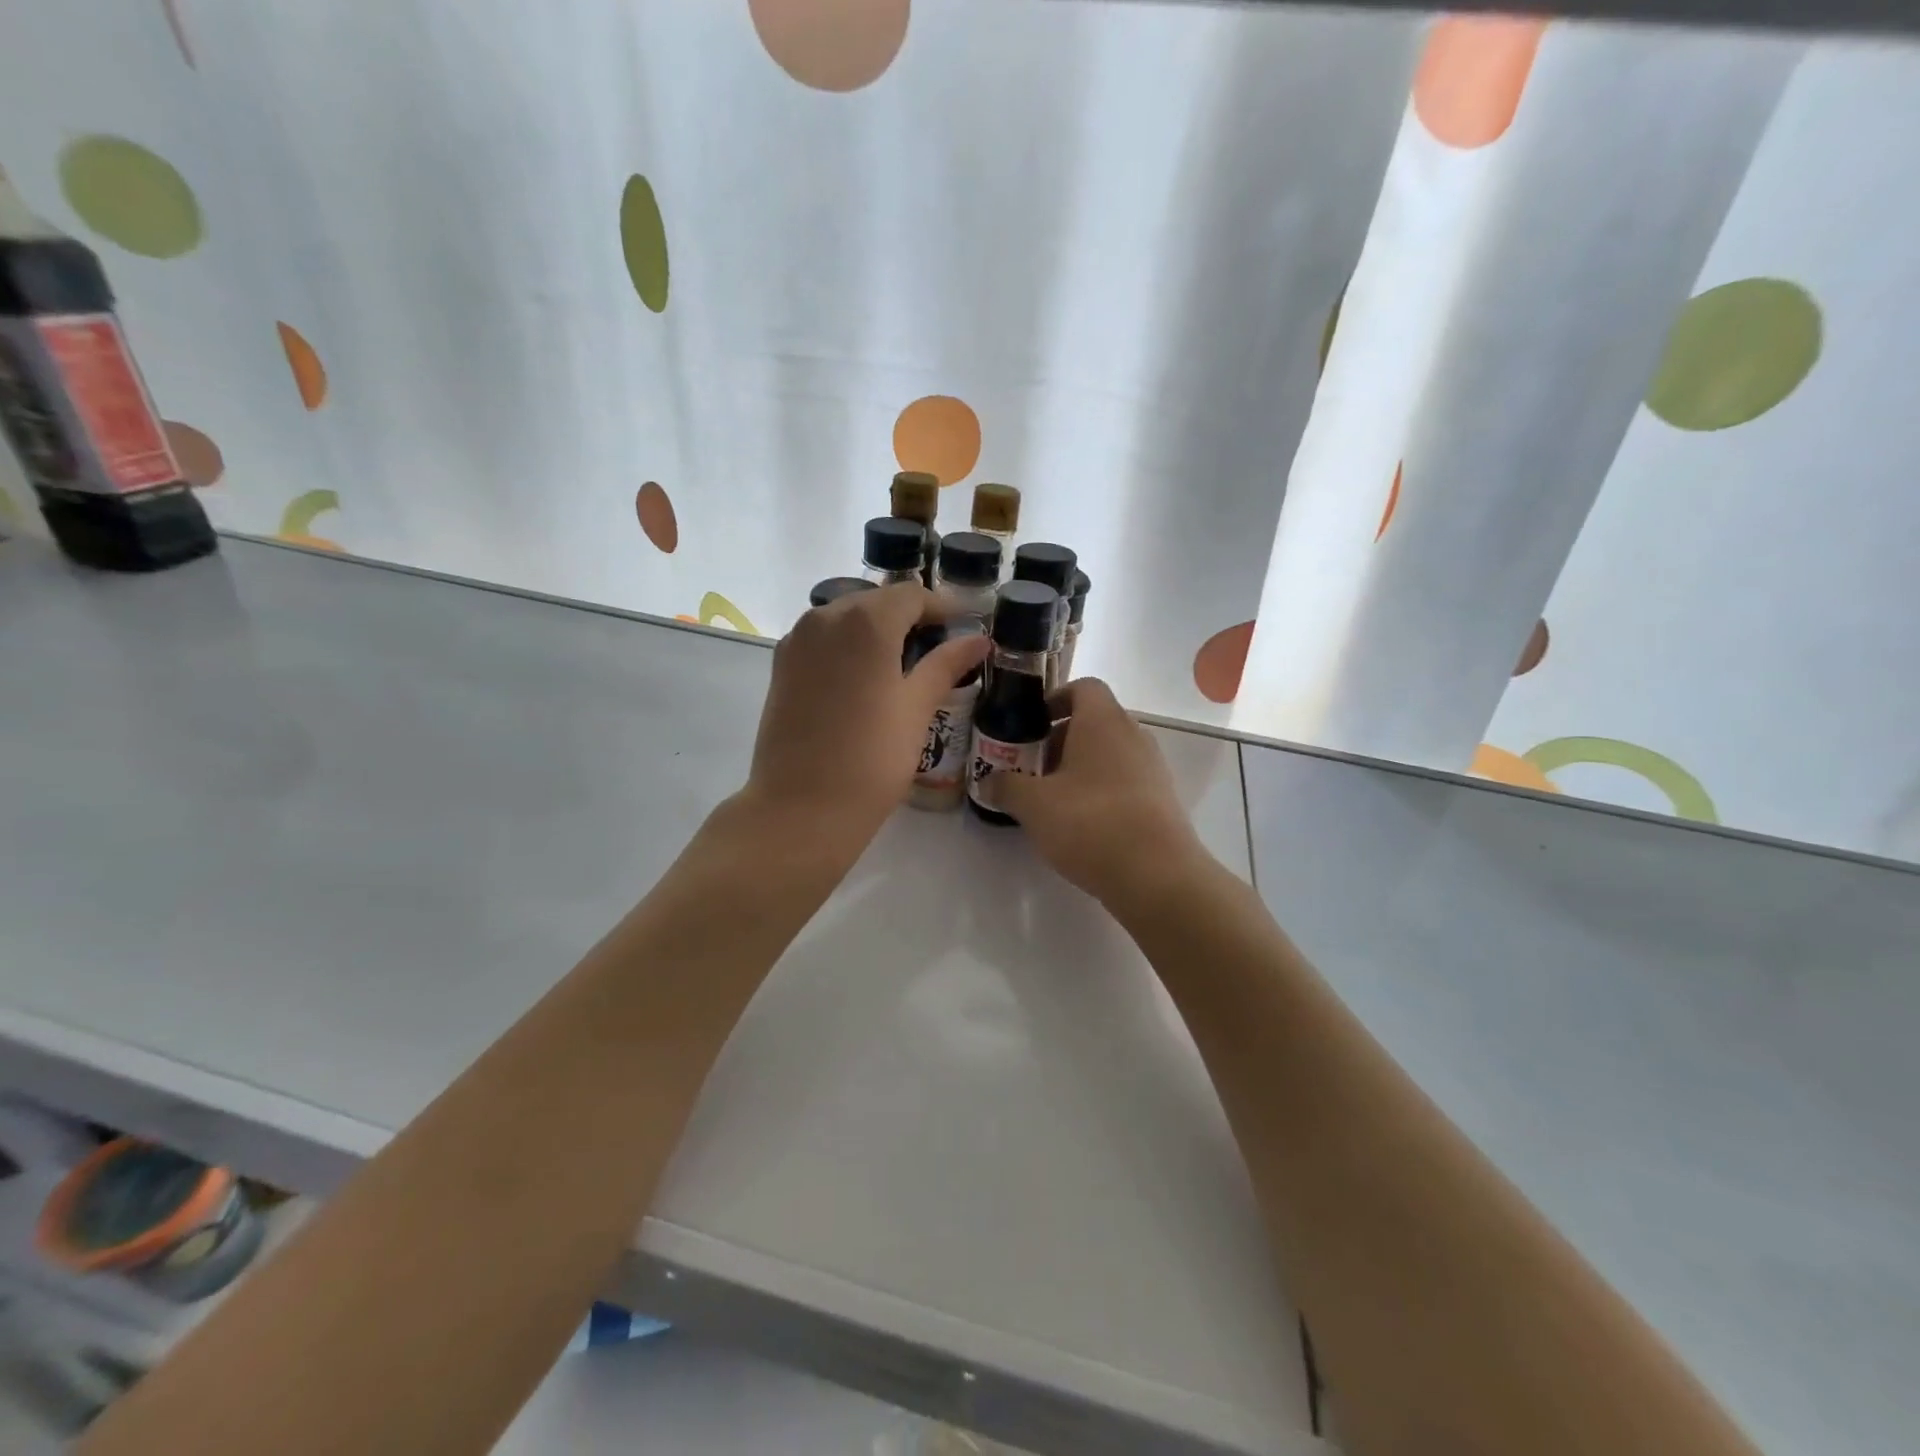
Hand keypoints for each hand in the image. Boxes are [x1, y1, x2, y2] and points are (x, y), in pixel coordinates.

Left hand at [742, 582, 988, 846]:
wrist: (802, 807)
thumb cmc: (871, 758)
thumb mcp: (917, 708)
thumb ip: (946, 665)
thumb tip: (978, 639)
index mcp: (865, 622)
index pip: (910, 595)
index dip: (941, 606)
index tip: (964, 624)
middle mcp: (825, 617)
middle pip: (875, 601)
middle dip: (908, 616)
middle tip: (938, 644)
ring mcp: (797, 641)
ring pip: (845, 617)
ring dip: (876, 629)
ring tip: (903, 660)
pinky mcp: (781, 666)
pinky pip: (822, 639)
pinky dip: (848, 645)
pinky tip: (864, 675)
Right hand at [996, 678, 1211, 903]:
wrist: (1157, 875)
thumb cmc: (1090, 823)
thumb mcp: (1033, 804)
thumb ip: (1006, 785)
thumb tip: (988, 780)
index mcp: (1103, 721)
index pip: (1083, 687)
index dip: (1054, 699)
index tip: (1030, 725)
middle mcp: (1133, 734)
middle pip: (1094, 721)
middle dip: (1059, 740)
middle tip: (1031, 768)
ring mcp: (1152, 767)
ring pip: (1109, 753)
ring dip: (1079, 767)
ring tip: (1052, 799)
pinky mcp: (1162, 799)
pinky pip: (1125, 780)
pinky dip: (1101, 790)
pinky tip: (1081, 824)